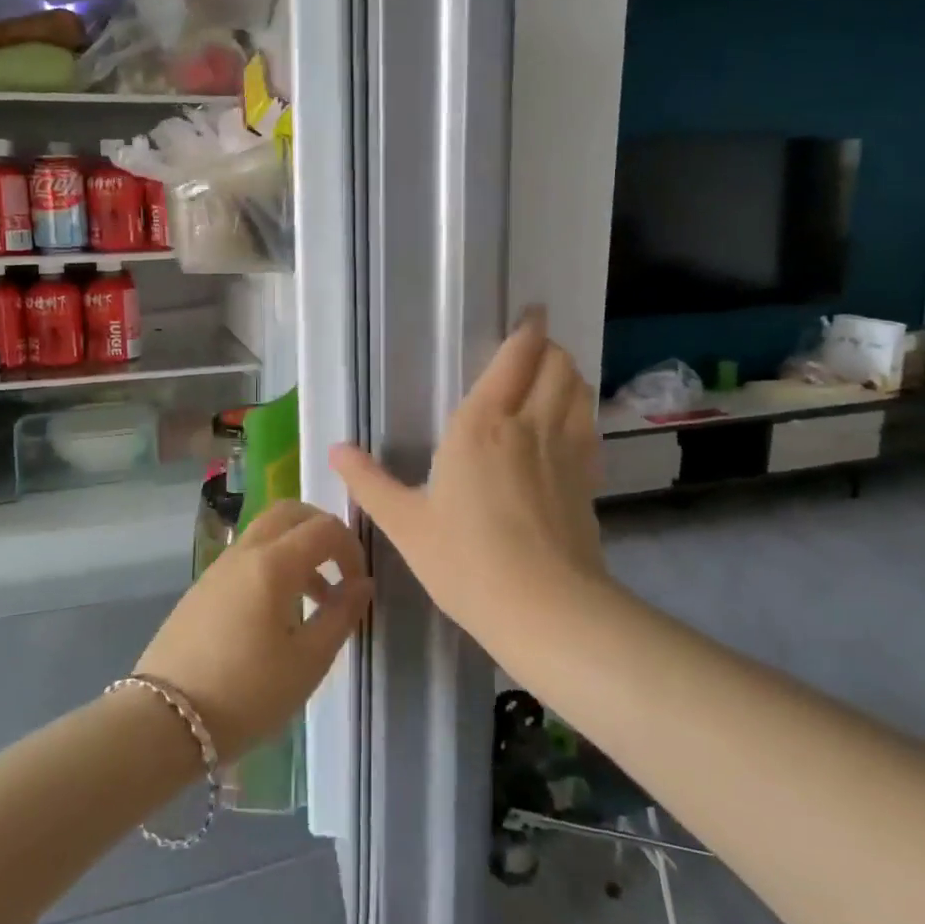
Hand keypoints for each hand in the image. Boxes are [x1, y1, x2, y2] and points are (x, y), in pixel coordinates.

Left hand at [134, 501, 371, 760]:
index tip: (360, 584)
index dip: (352, 548)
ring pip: (266, 532)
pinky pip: (247, 555)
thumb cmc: (247, 693)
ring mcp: (219, 567)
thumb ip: (341, 615)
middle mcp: (245, 551)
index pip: (324, 528)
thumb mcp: (308, 662)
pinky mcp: (203, 586)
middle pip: (290, 512)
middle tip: (341, 566)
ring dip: (297, 548)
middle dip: (322, 530)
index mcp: (274, 563)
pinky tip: (278, 611)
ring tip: (316, 597)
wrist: (164, 720)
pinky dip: (273, 563)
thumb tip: (362, 584)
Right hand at [329, 311, 605, 641]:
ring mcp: (566, 451)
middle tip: (531, 348)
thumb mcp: (406, 524)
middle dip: (548, 347)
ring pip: (578, 390)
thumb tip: (335, 450)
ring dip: (568, 373)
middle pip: (556, 363)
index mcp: (482, 425)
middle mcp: (529, 424)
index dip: (527, 330)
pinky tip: (567, 425)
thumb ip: (370, 482)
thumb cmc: (466, 561)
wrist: (545, 609)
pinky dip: (580, 410)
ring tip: (550, 376)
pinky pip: (589, 426)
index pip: (516, 358)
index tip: (529, 314)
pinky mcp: (588, 479)